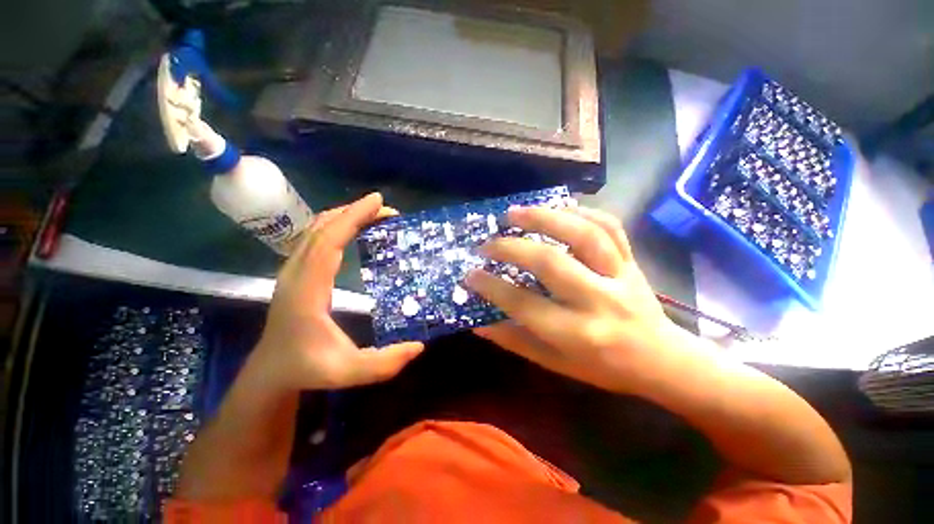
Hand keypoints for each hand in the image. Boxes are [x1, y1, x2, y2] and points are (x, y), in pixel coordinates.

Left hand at [249, 193, 423, 392]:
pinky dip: (336, 226)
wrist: (271, 371)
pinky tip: (354, 228)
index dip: (352, 218)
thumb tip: (418, 346)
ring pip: (316, 230)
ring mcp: (293, 270)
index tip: (377, 202)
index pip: (328, 242)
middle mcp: (296, 273)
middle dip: (355, 212)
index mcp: (307, 290)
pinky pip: (315, 238)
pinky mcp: (297, 272)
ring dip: (345, 216)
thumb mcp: (348, 372)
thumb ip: (384, 363)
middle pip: (322, 229)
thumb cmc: (308, 368)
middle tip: (386, 209)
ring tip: (374, 214)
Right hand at [466, 206, 676, 392]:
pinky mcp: (632, 260)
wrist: (662, 359)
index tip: (470, 274)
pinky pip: (610, 226)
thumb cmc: (604, 368)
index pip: (523, 304)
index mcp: (577, 334)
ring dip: (544, 218)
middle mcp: (599, 300)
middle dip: (512, 248)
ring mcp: (620, 275)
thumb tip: (479, 324)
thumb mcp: (556, 364)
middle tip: (488, 243)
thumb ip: (516, 341)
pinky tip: (558, 209)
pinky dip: (582, 212)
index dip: (492, 287)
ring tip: (515, 212)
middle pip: (550, 262)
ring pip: (583, 234)